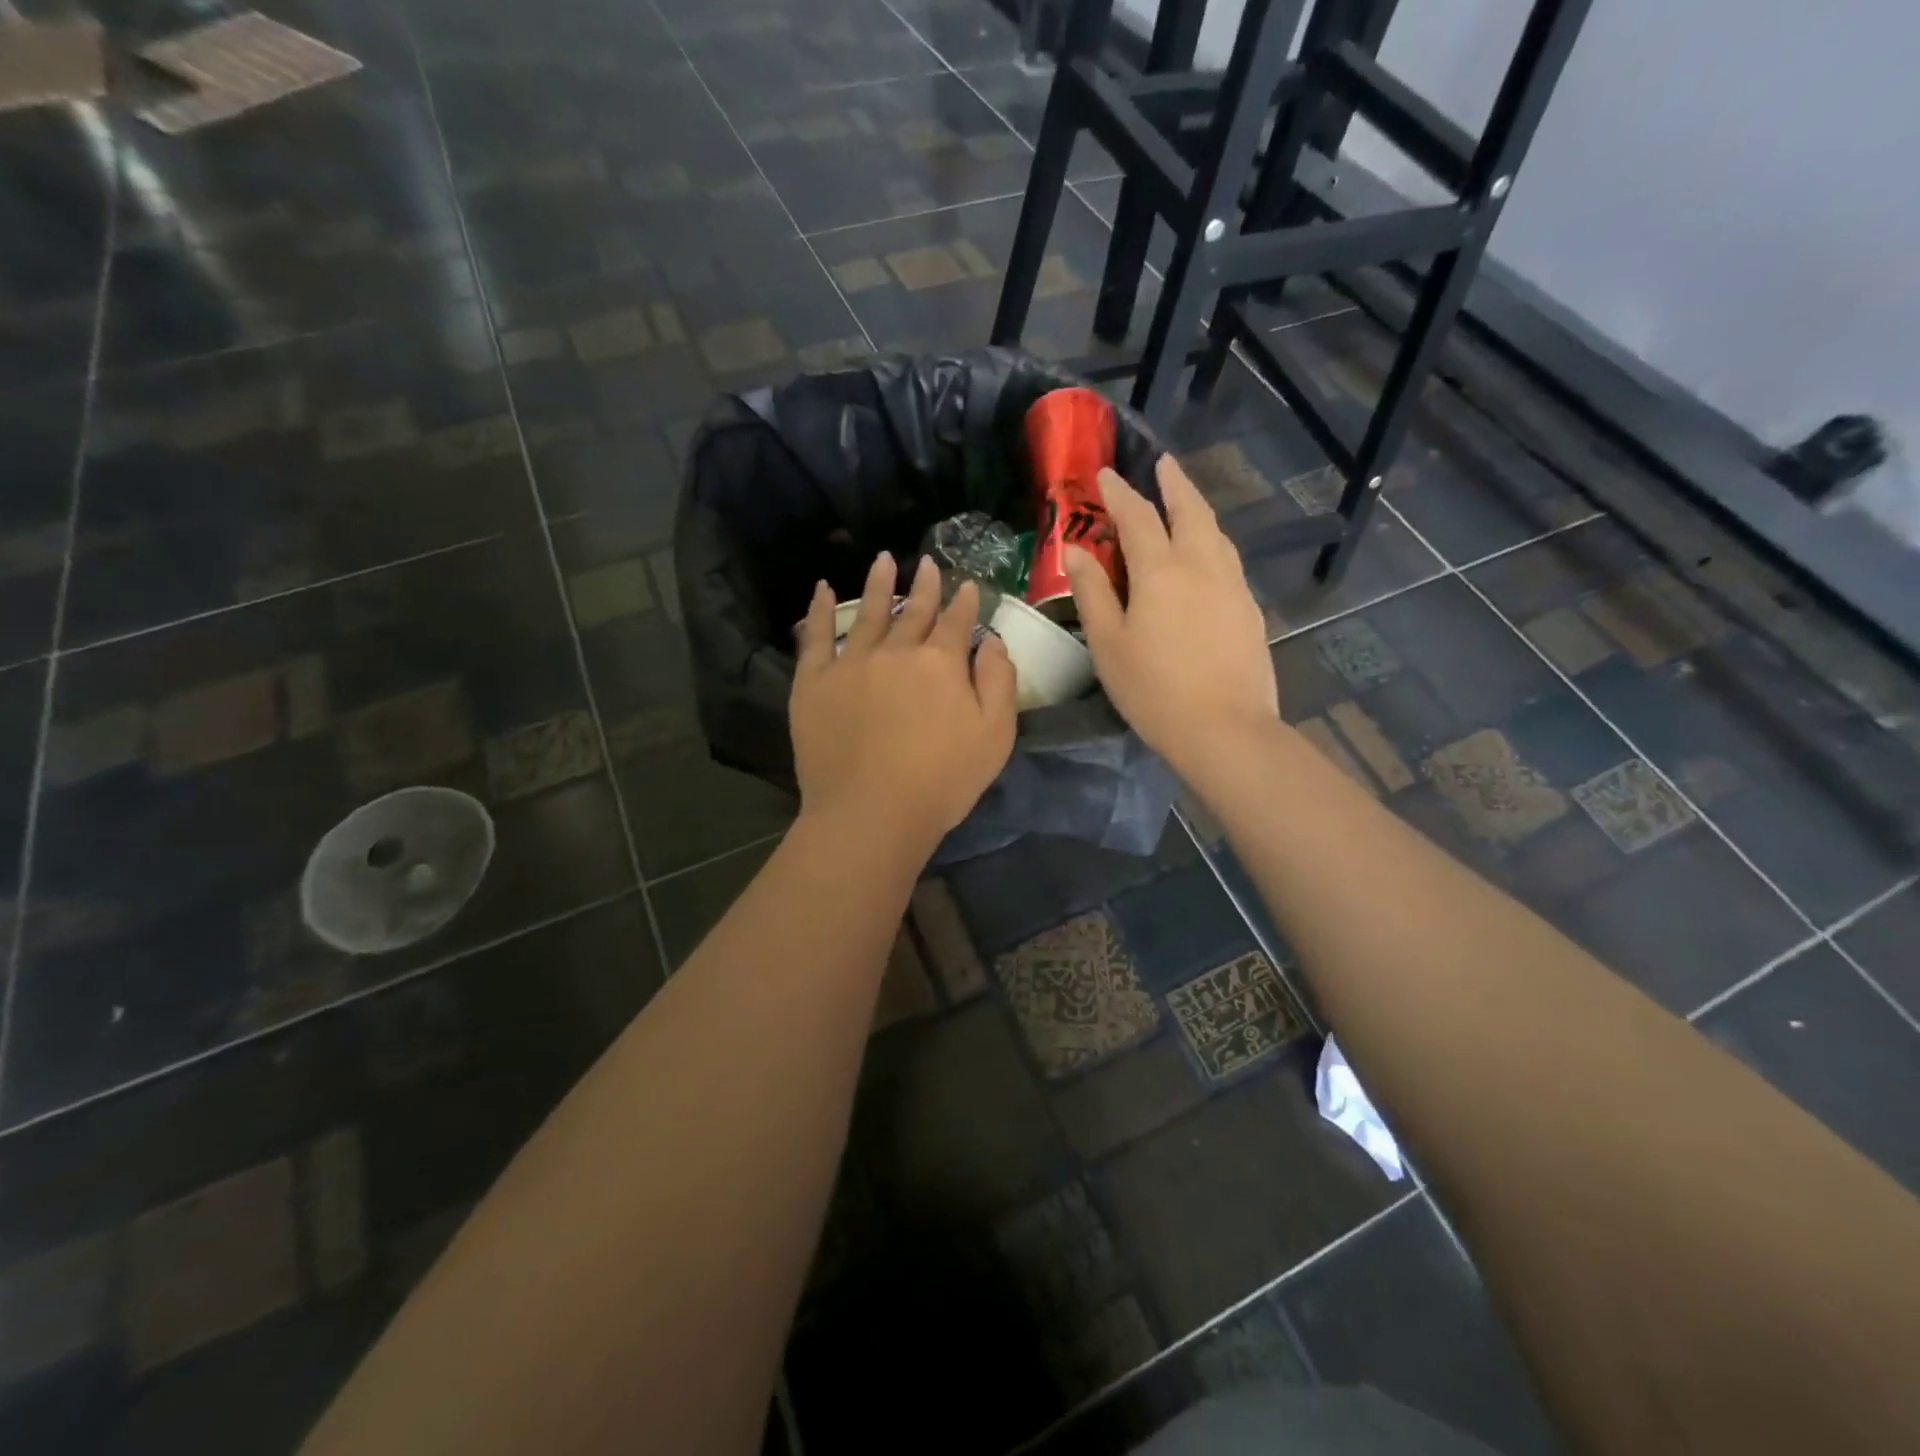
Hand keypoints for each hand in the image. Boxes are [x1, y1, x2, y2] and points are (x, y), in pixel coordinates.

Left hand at [791, 553, 1017, 849]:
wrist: (872, 812)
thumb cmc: (942, 780)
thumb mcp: (995, 735)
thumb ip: (999, 680)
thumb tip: (991, 640)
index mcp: (940, 662)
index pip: (955, 621)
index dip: (963, 602)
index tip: (966, 584)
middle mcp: (895, 651)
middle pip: (912, 611)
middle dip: (924, 586)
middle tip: (927, 564)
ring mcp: (850, 662)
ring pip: (866, 612)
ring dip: (877, 584)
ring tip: (882, 560)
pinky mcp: (813, 682)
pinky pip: (815, 636)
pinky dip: (818, 610)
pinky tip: (821, 589)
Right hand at [1066, 455, 1278, 777]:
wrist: (1225, 729)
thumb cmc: (1153, 690)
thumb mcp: (1108, 644)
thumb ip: (1092, 592)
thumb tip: (1076, 550)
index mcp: (1160, 570)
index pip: (1137, 516)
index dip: (1118, 493)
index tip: (1104, 474)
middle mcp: (1202, 565)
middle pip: (1190, 510)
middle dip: (1173, 483)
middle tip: (1163, 464)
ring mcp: (1232, 585)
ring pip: (1215, 532)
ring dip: (1198, 509)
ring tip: (1185, 503)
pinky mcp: (1249, 609)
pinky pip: (1228, 559)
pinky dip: (1212, 541)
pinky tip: (1206, 556)